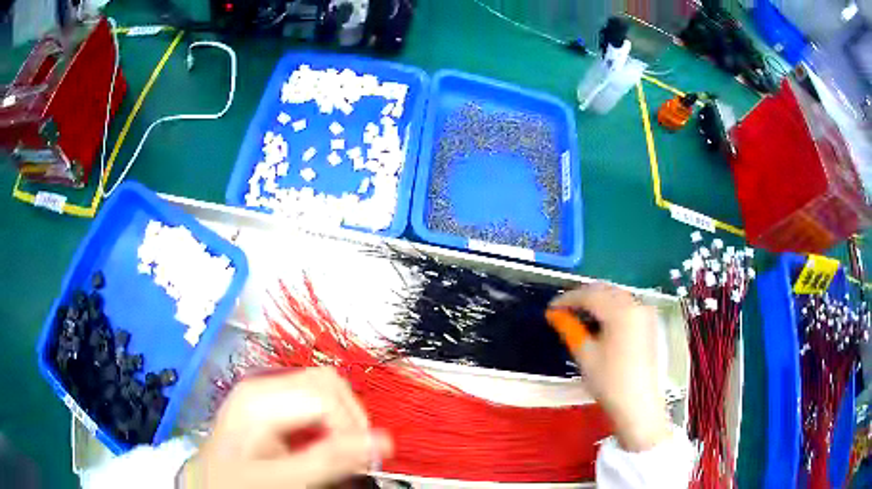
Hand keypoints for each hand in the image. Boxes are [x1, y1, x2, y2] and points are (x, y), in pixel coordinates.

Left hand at [180, 368, 391, 487]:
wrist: (210, 482)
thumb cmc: (239, 482)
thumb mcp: (282, 478)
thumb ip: (329, 461)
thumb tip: (383, 442)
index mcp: (260, 398)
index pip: (325, 395)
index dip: (352, 427)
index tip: (361, 460)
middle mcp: (263, 386)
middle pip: (327, 383)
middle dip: (351, 418)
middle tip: (356, 454)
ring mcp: (266, 392)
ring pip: (324, 389)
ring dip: (343, 420)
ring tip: (341, 452)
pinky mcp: (270, 402)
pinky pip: (313, 400)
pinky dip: (329, 422)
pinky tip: (323, 445)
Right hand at [551, 283, 670, 451]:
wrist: (638, 404)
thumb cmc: (609, 381)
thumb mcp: (585, 355)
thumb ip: (570, 329)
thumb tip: (555, 314)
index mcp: (621, 311)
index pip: (589, 295)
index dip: (567, 299)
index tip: (550, 308)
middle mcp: (636, 305)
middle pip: (605, 290)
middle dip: (583, 297)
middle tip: (563, 310)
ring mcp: (645, 314)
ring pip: (616, 297)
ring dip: (597, 301)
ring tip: (578, 316)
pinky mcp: (649, 324)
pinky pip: (626, 306)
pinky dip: (610, 309)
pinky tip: (599, 323)